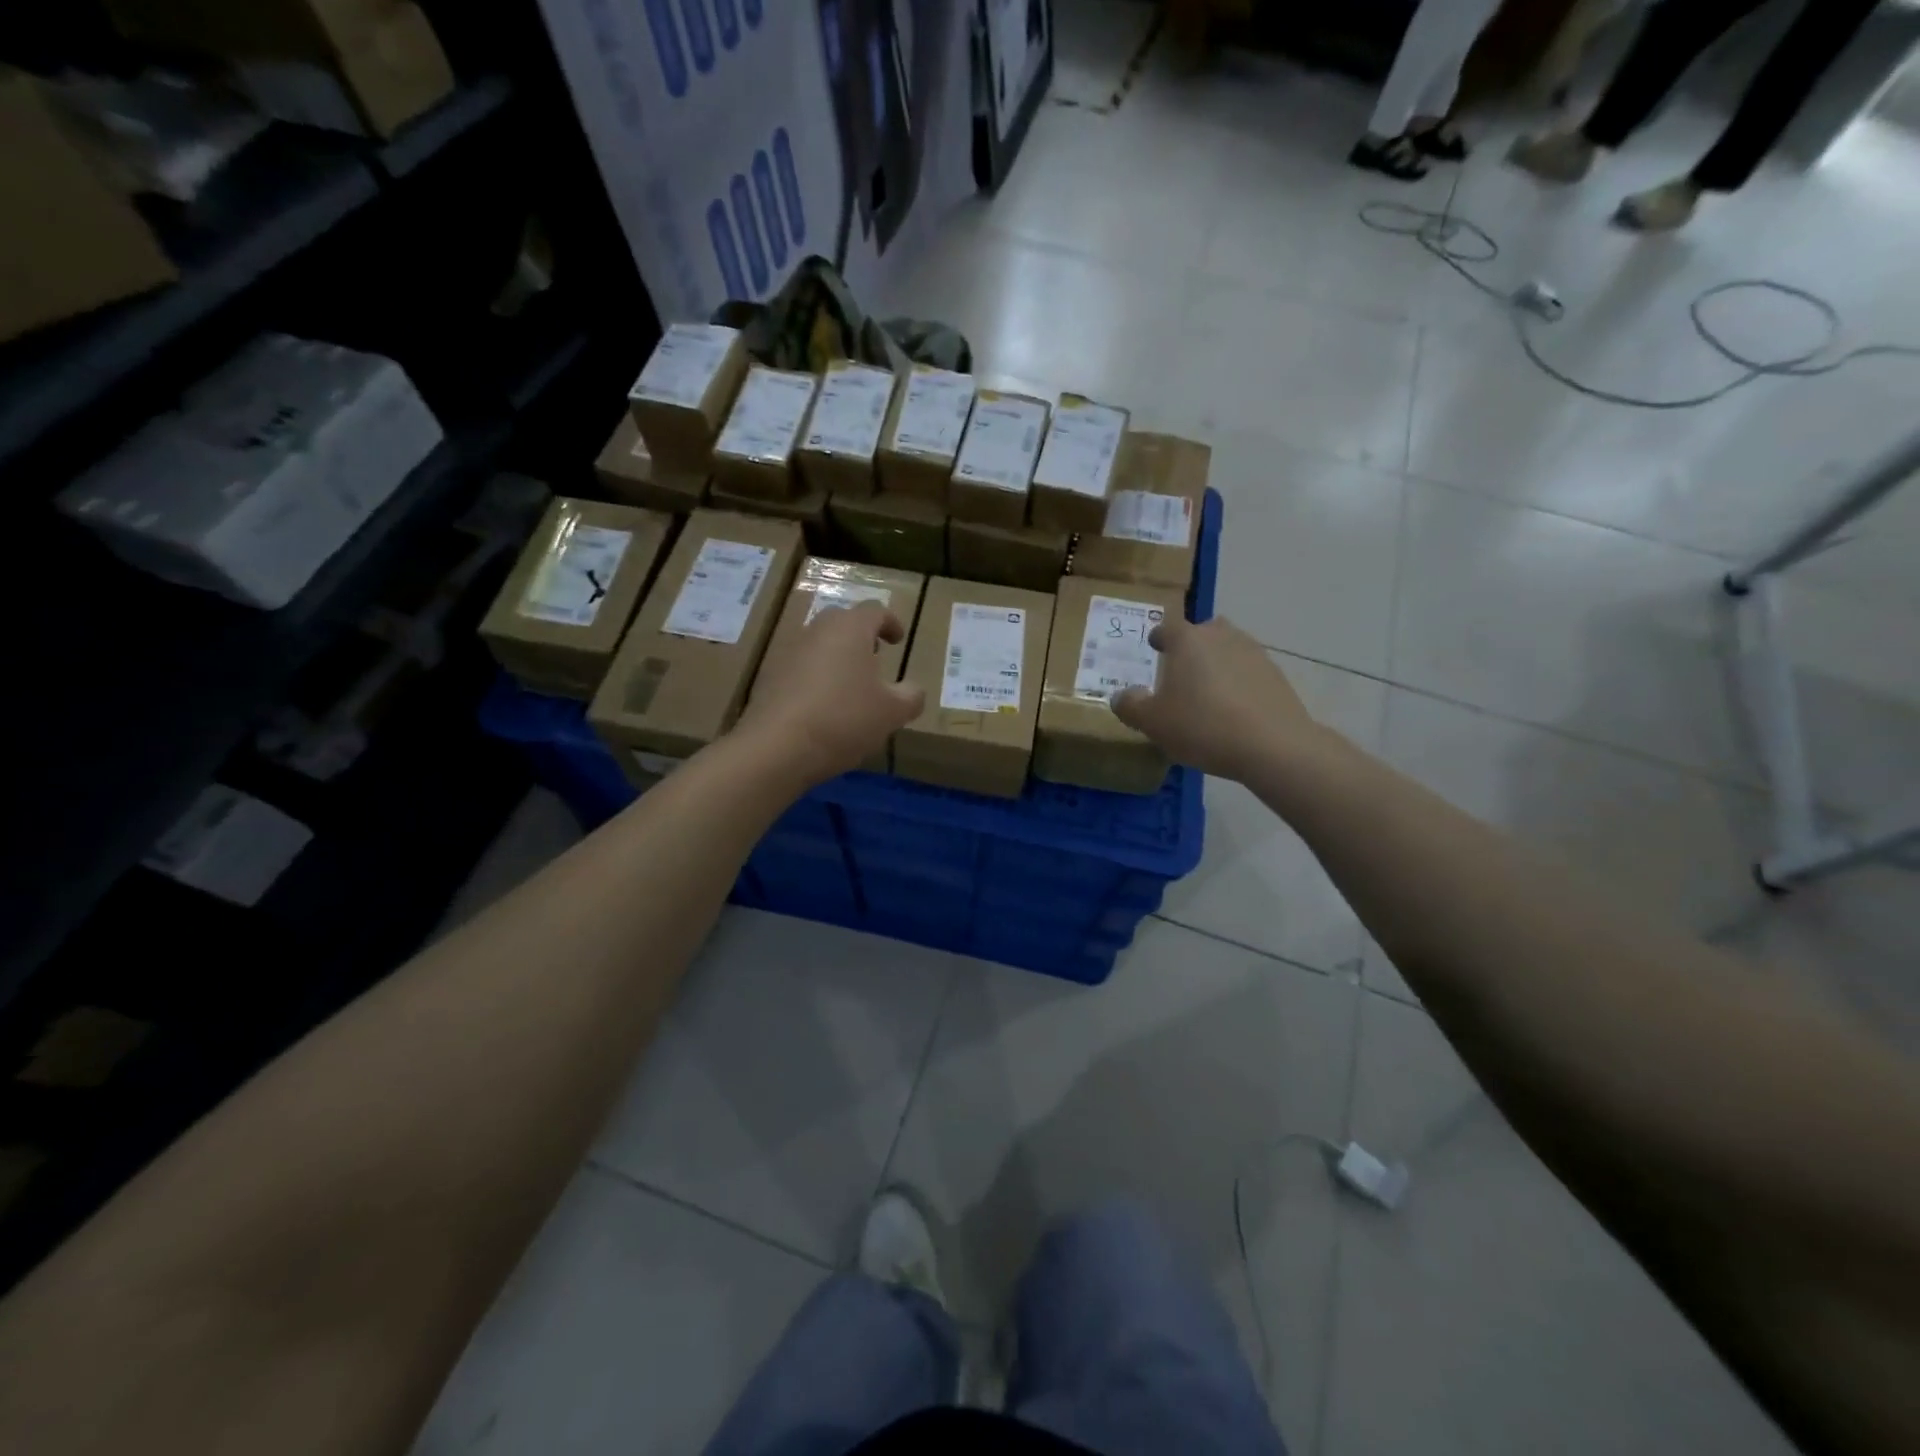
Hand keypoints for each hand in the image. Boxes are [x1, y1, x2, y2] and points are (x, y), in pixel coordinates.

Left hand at [734, 600, 924, 786]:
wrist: (777, 747)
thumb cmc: (844, 719)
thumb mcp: (892, 712)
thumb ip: (911, 696)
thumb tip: (913, 689)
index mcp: (850, 628)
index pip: (875, 611)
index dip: (891, 623)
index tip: (898, 640)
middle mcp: (817, 630)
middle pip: (843, 622)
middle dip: (861, 638)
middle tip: (874, 660)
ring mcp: (788, 652)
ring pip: (819, 645)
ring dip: (837, 659)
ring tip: (850, 688)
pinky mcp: (769, 677)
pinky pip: (800, 669)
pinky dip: (815, 679)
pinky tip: (823, 708)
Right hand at [1112, 615, 1323, 781]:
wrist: (1273, 745)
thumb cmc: (1202, 726)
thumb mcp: (1153, 722)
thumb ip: (1130, 705)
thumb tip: (1121, 695)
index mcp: (1187, 640)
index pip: (1167, 627)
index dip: (1158, 638)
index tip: (1154, 648)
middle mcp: (1221, 636)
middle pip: (1202, 633)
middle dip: (1190, 647)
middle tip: (1180, 672)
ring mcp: (1253, 653)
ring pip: (1227, 650)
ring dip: (1216, 664)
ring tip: (1207, 693)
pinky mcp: (1276, 675)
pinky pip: (1247, 672)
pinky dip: (1237, 683)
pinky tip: (1233, 710)